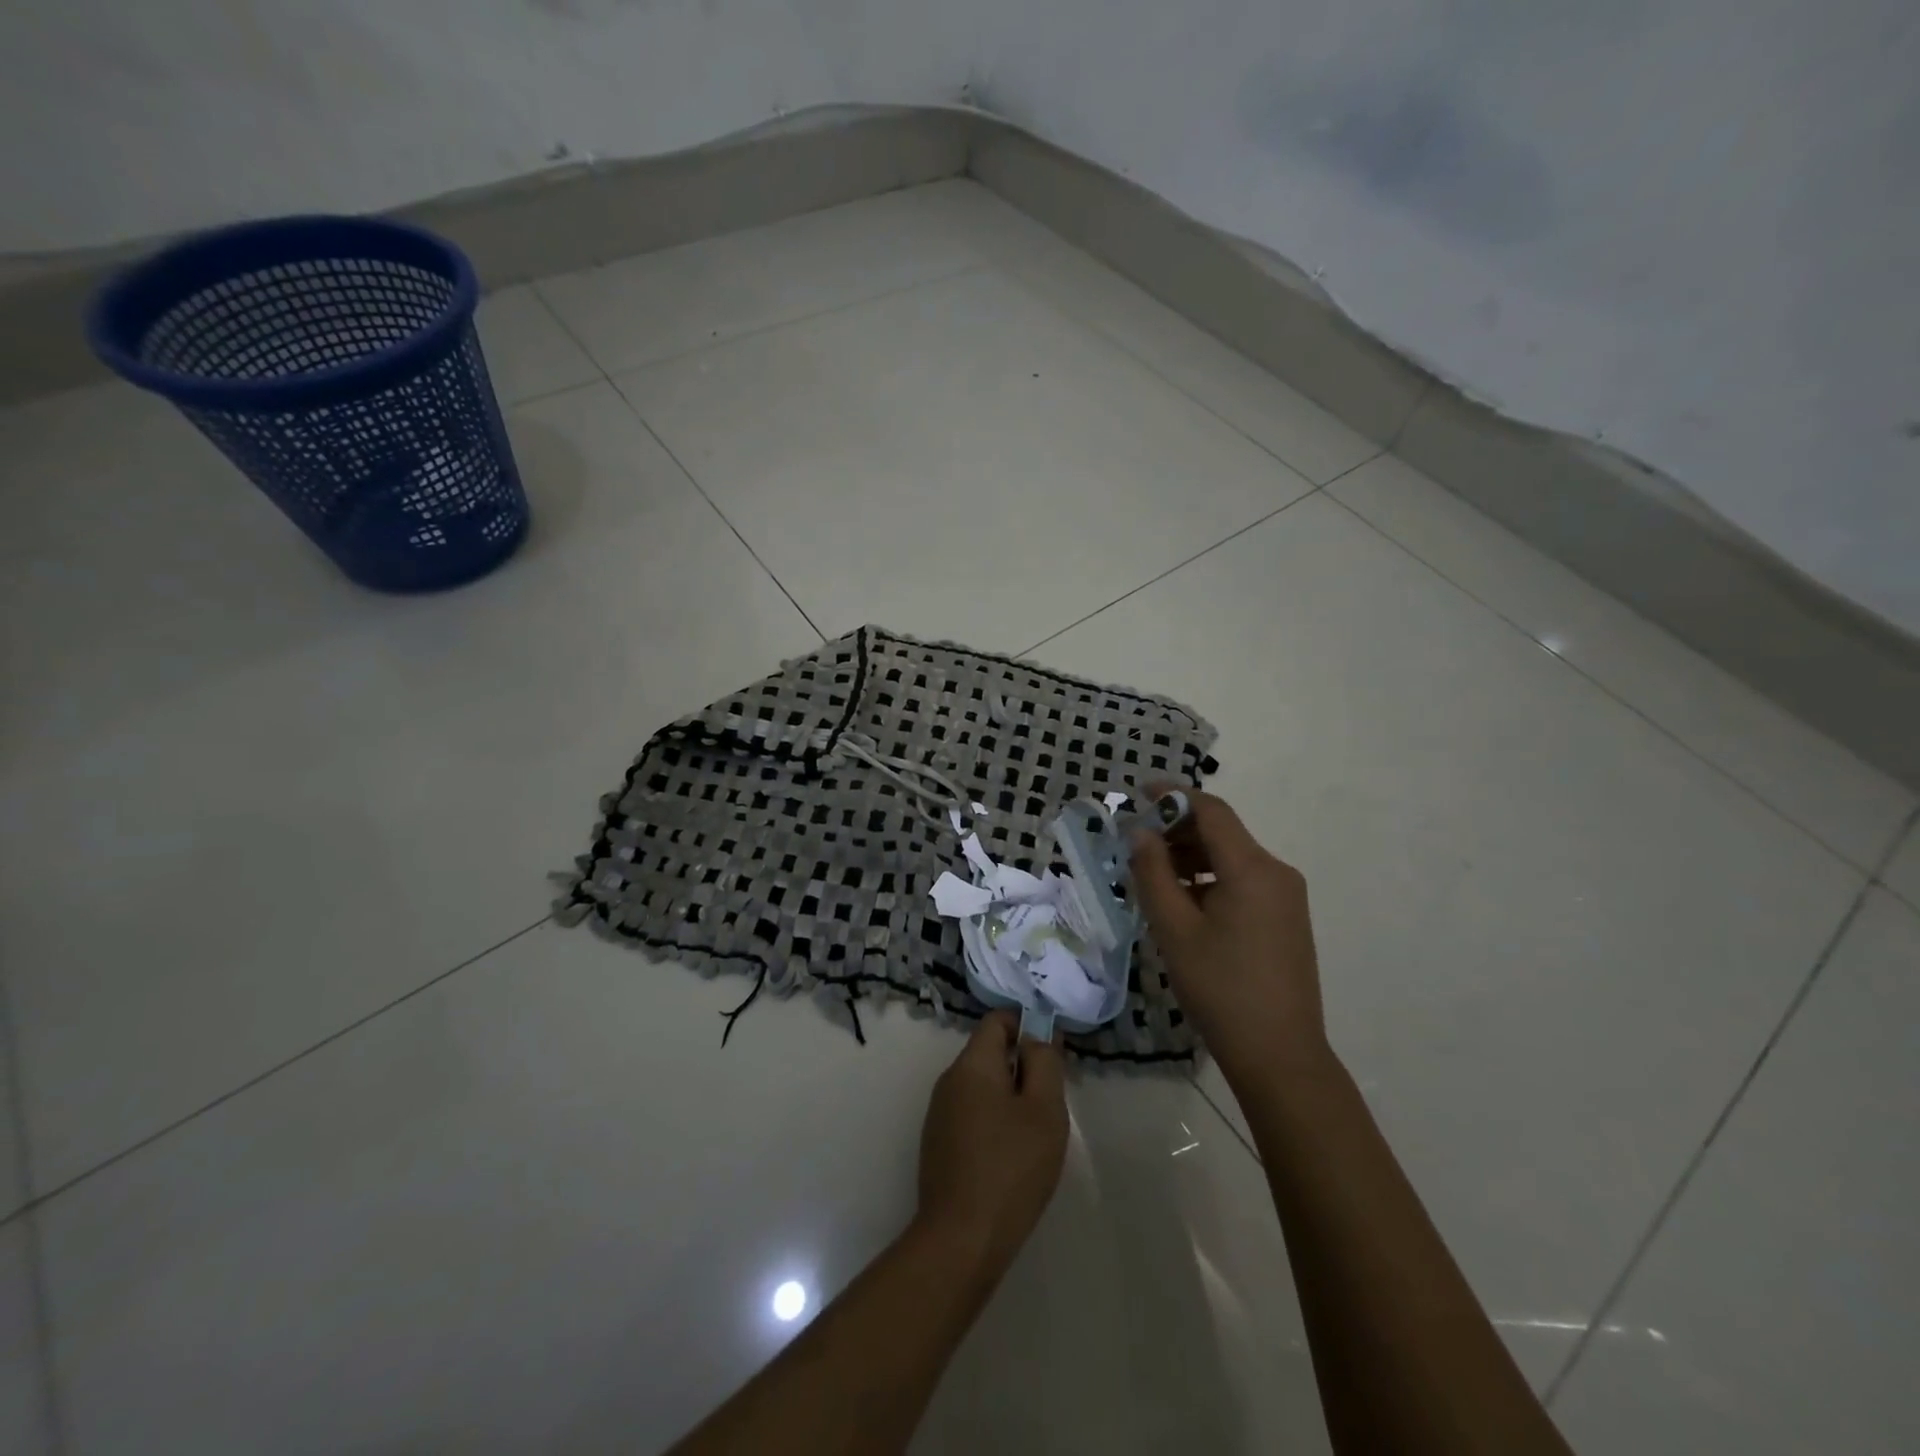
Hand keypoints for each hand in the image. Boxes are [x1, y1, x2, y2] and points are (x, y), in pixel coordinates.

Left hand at [916, 1012, 1068, 1280]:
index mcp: (971, 1064)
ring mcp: (939, 1113)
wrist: (961, 1238)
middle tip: (1052, 1100)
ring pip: (981, 1086)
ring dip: (1010, 1096)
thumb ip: (1044, 1063)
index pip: (997, 1021)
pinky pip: (971, 1113)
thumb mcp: (1044, 1110)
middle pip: (989, 1053)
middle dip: (1022, 1066)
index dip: (1027, 1026)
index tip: (1053, 1054)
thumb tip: (1036, 1038)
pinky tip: (1011, 1157)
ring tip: (1035, 1133)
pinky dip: (994, 1120)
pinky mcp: (938, 1143)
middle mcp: (949, 1080)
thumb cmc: (1011, 1168)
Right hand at [1129, 788, 1329, 1091]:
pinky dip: (1210, 879)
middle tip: (1135, 844)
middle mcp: (1276, 872)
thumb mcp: (1174, 929)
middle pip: (1223, 833)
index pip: (1211, 811)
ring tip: (1152, 876)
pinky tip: (1183, 902)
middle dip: (1177, 830)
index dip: (1174, 795)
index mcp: (1253, 868)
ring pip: (1232, 858)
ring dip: (1191, 857)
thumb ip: (1153, 873)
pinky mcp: (1286, 919)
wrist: (1280, 1055)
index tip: (1138, 793)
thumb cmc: (1221, 989)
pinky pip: (1244, 882)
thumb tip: (1140, 833)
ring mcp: (1286, 897)